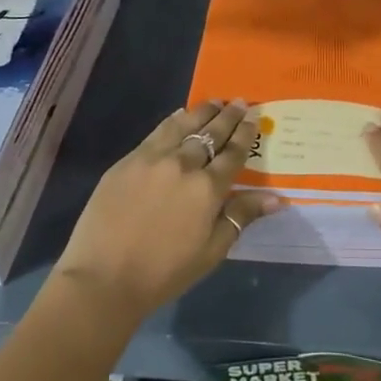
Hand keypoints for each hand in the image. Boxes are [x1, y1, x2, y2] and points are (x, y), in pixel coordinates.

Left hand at [53, 100, 280, 326]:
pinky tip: (179, 116)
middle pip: (211, 133)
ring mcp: (153, 159)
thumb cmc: (164, 272)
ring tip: (214, 102)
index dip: (245, 134)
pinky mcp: (128, 161)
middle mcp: (183, 164)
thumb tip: (277, 198)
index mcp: (208, 188)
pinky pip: (156, 133)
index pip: (233, 153)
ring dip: (202, 111)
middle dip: (228, 116)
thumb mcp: (212, 251)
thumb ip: (241, 216)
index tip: (253, 118)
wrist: (103, 278)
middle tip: (240, 102)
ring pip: (183, 125)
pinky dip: (173, 121)